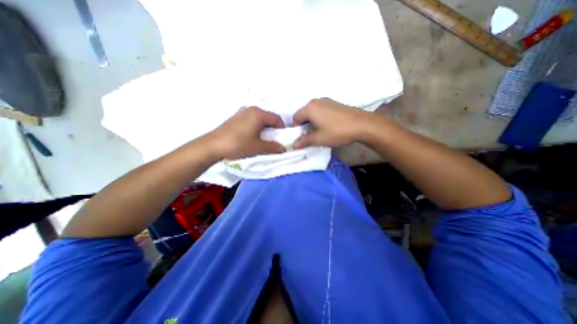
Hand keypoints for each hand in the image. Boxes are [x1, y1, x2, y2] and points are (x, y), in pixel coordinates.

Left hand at [208, 108, 287, 160]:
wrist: (213, 146)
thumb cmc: (238, 144)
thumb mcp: (258, 147)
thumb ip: (273, 147)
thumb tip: (283, 148)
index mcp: (258, 114)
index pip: (277, 119)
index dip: (282, 129)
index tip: (283, 139)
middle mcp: (251, 110)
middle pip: (268, 118)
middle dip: (273, 130)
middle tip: (274, 141)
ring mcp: (242, 113)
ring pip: (260, 120)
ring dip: (265, 130)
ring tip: (263, 141)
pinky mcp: (236, 118)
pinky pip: (251, 121)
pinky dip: (256, 128)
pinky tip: (252, 138)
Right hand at [294, 99, 373, 148]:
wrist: (362, 124)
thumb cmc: (337, 131)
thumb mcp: (319, 138)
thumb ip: (304, 141)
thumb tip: (294, 145)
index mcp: (310, 108)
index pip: (296, 118)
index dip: (296, 129)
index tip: (302, 137)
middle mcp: (316, 101)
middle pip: (304, 113)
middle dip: (304, 125)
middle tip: (310, 136)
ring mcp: (327, 101)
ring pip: (313, 112)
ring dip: (313, 122)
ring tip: (320, 132)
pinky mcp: (335, 103)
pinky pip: (322, 110)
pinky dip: (320, 118)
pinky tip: (328, 126)